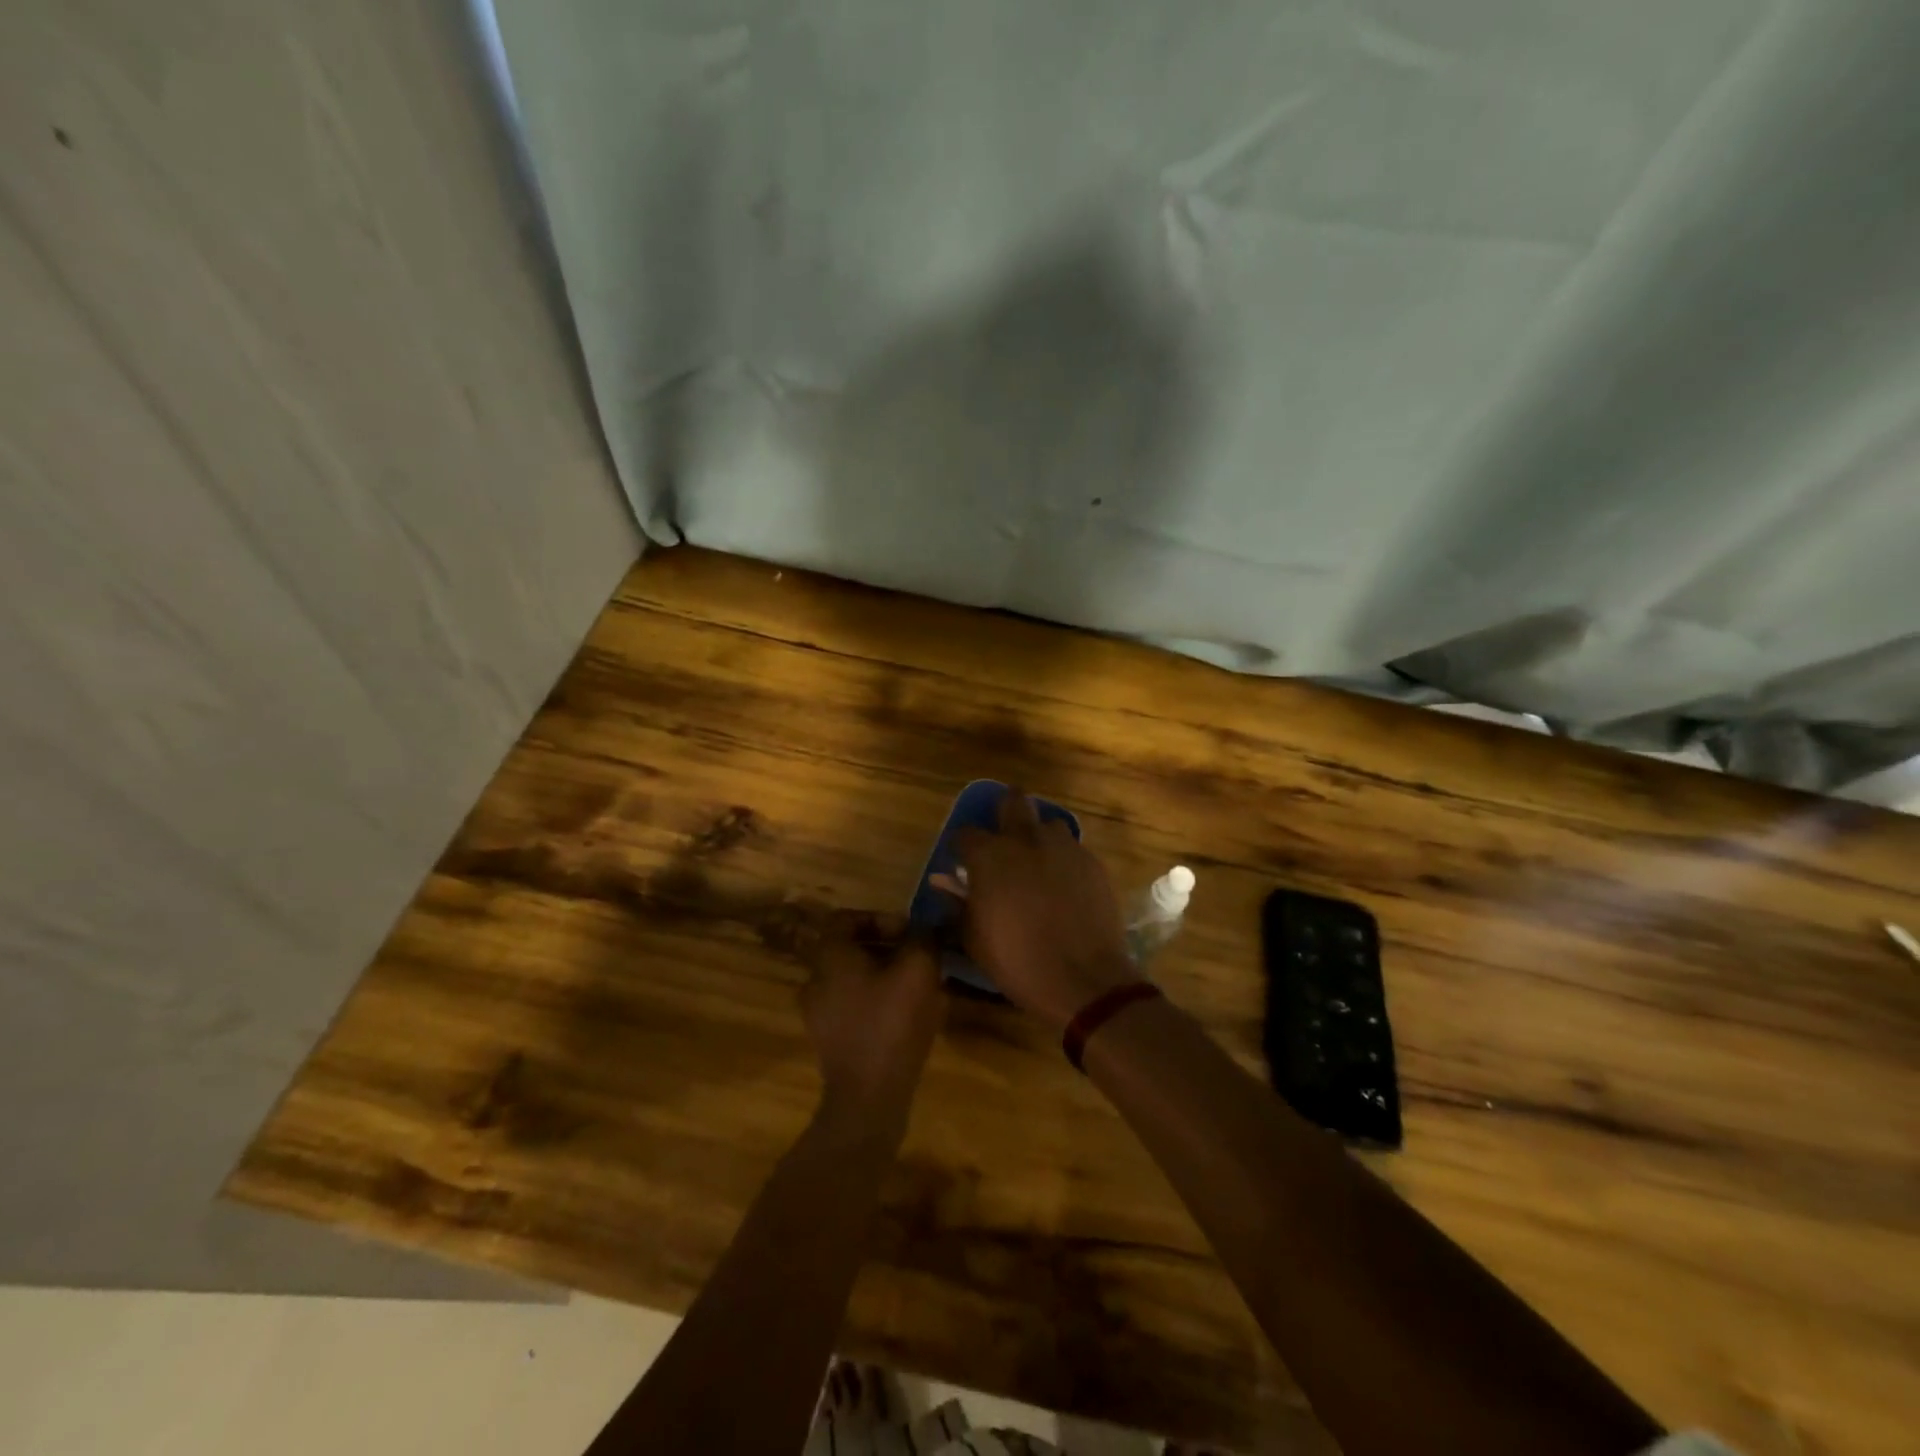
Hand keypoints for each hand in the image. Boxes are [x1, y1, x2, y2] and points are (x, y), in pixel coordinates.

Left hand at [800, 915, 943, 1134]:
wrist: (869, 1097)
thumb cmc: (891, 1023)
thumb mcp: (918, 969)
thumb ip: (922, 938)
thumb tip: (925, 926)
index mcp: (828, 956)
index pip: (845, 919)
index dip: (879, 918)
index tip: (907, 932)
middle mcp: (814, 980)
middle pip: (850, 950)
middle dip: (887, 949)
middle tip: (918, 958)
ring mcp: (818, 1014)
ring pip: (854, 979)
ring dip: (885, 976)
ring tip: (918, 987)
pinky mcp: (829, 1041)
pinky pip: (854, 1007)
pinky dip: (877, 1002)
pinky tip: (906, 1016)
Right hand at [935, 789, 1136, 1030]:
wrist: (1084, 979)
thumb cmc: (1018, 961)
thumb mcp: (974, 940)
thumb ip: (957, 906)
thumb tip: (944, 886)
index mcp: (990, 856)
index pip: (965, 834)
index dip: (961, 847)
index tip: (962, 863)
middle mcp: (1026, 840)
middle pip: (1013, 801)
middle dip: (1004, 811)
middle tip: (1003, 839)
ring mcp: (1064, 847)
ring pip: (1048, 824)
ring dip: (1039, 837)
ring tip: (1037, 865)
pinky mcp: (1092, 862)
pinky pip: (1073, 849)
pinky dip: (1063, 861)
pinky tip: (1064, 887)